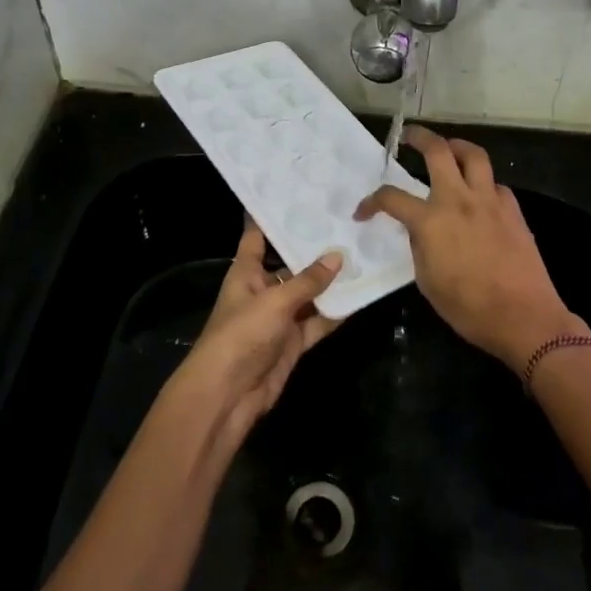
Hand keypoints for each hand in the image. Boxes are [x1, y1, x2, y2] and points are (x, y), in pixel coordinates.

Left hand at [176, 219, 344, 436]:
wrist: (228, 394)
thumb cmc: (241, 335)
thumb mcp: (275, 301)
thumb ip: (308, 281)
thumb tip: (338, 256)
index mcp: (246, 273)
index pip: (257, 237)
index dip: (271, 217)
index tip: (295, 196)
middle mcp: (262, 290)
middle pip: (290, 265)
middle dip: (313, 250)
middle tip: (345, 224)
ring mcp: (279, 318)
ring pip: (308, 294)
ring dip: (329, 282)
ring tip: (361, 255)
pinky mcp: (293, 343)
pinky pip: (317, 322)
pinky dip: (335, 313)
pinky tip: (359, 297)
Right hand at [355, 126, 587, 373]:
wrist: (523, 317)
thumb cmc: (468, 308)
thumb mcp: (427, 281)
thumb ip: (419, 246)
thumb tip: (419, 229)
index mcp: (431, 221)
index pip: (391, 198)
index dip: (371, 202)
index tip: (364, 211)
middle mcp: (459, 200)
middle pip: (438, 151)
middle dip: (420, 137)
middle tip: (410, 137)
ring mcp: (490, 201)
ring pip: (474, 155)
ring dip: (457, 147)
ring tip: (449, 149)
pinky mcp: (513, 210)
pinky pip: (496, 184)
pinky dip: (484, 183)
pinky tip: (480, 196)